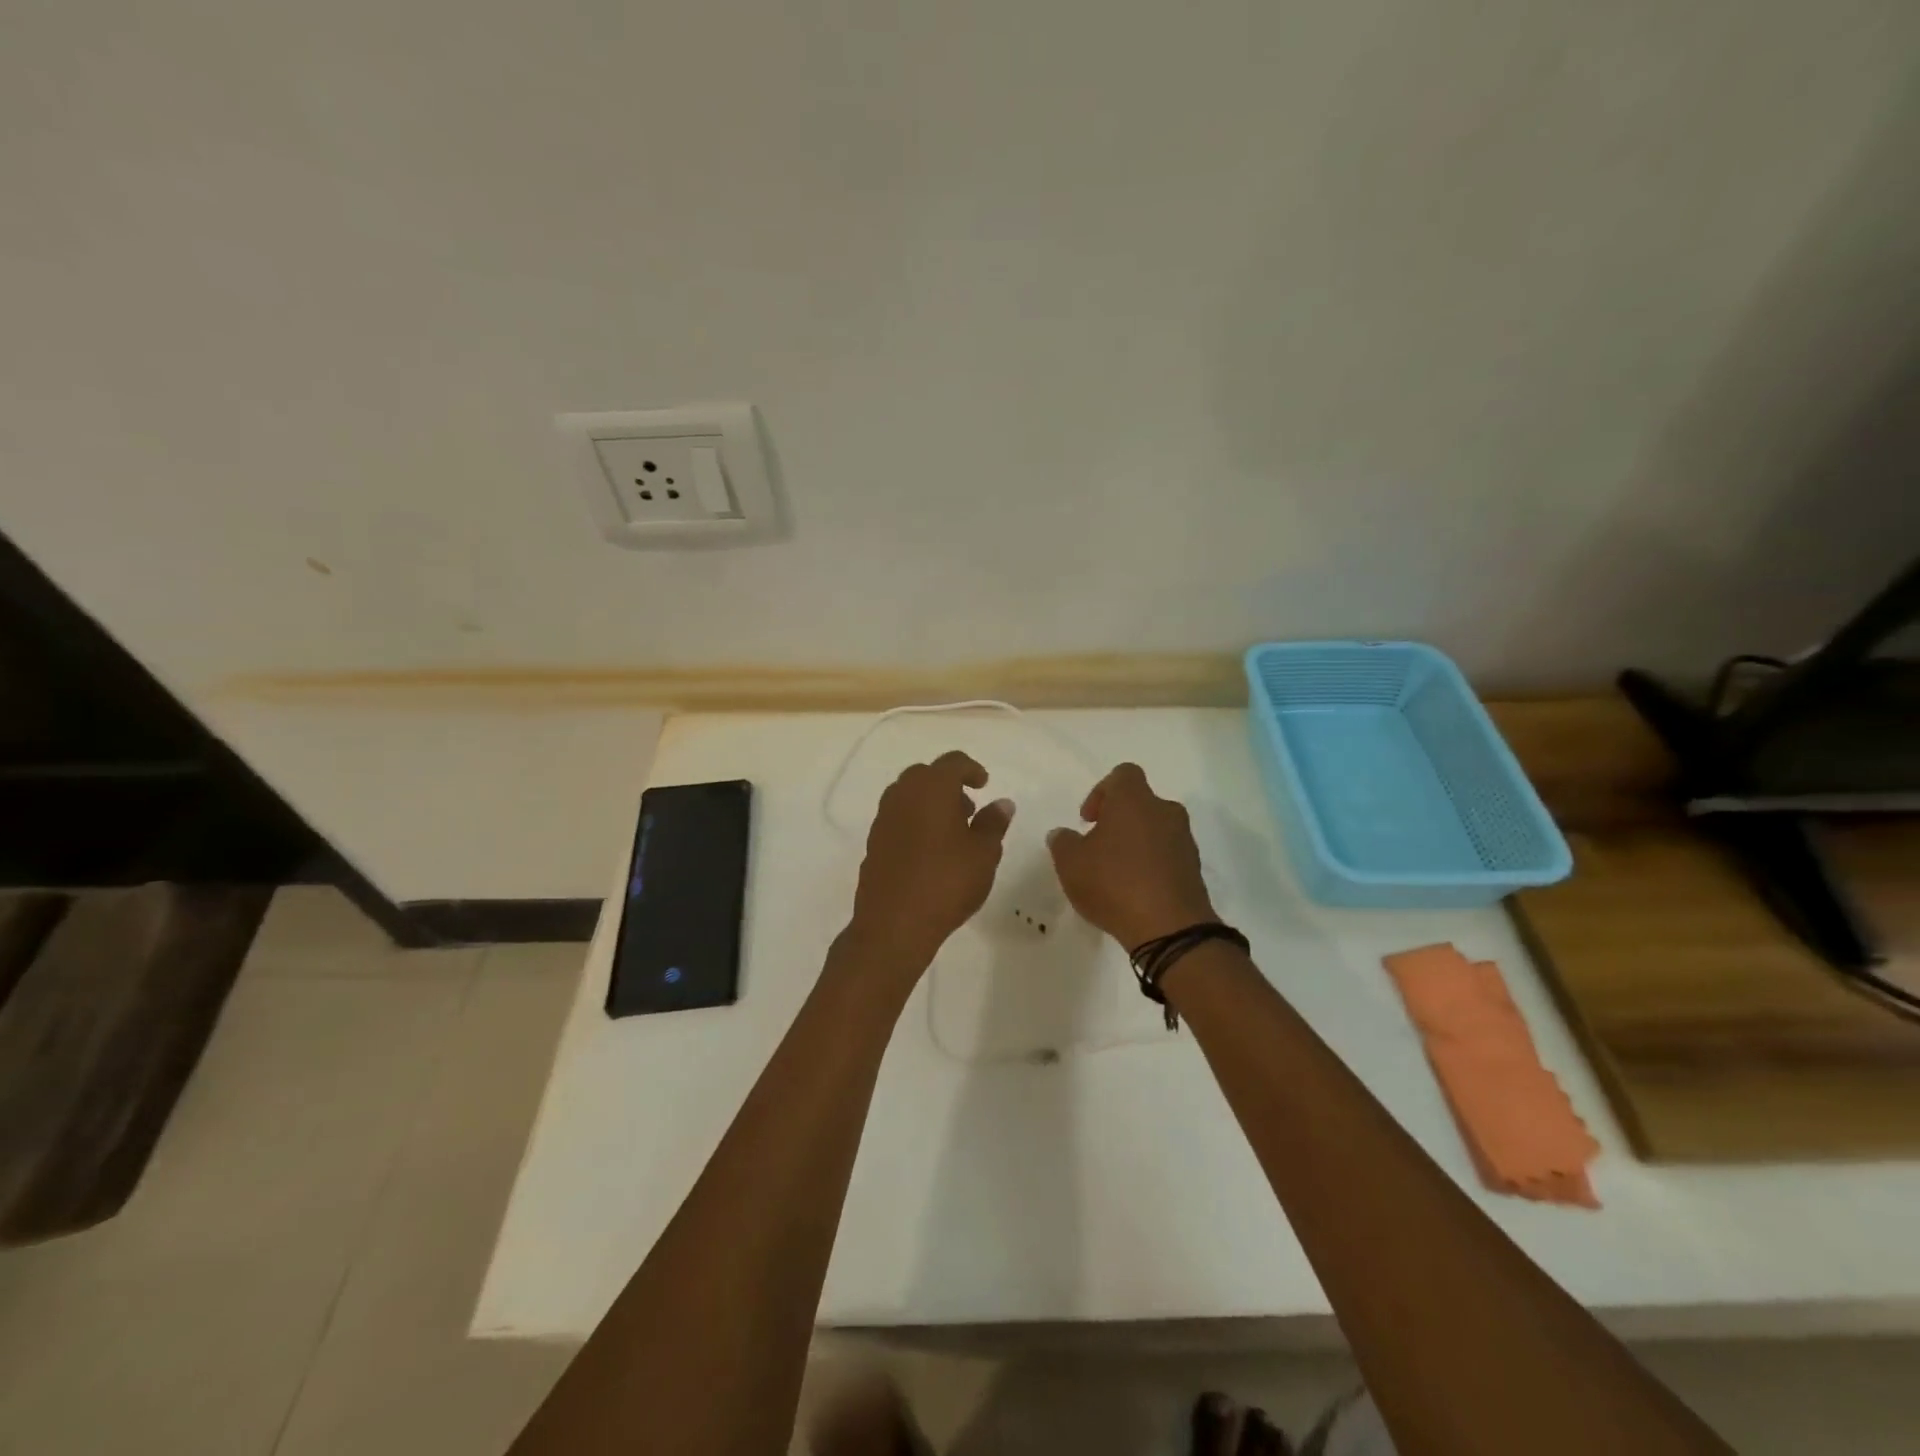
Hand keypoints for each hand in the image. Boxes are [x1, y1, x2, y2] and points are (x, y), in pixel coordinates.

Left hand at [849, 750, 1013, 965]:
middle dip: (948, 785)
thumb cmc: (947, 882)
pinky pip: (897, 818)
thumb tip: (1002, 803)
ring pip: (908, 796)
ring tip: (952, 832)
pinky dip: (915, 822)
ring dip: (930, 803)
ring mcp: (883, 818)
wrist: (894, 924)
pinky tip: (930, 852)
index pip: (952, 762)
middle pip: (926, 775)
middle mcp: (902, 795)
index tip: (984, 784)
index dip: (971, 769)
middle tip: (968, 809)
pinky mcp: (873, 842)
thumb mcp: (983, 854)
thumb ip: (993, 823)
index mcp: (931, 788)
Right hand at [1048, 762, 1216, 950]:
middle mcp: (1164, 811)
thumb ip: (1062, 842)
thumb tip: (1062, 834)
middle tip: (1099, 848)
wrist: (1170, 929)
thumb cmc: (1114, 883)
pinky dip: (1152, 865)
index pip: (1123, 774)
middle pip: (1140, 803)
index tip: (1088, 821)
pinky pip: (1168, 856)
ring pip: (1155, 829)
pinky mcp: (1194, 869)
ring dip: (1136, 843)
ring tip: (1116, 874)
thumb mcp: (1071, 863)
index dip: (1102, 792)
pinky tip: (1135, 891)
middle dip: (1118, 821)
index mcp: (1134, 800)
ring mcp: (1184, 840)